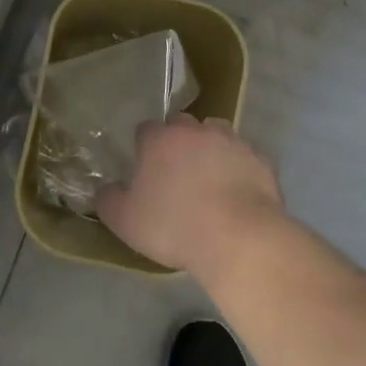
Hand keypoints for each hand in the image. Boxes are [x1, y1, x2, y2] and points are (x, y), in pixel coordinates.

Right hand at [97, 116, 285, 280]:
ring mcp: (232, 141)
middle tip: (177, 174)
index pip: (145, 130)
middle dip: (178, 142)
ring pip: (216, 133)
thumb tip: (105, 189)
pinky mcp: (260, 159)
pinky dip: (239, 168)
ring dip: (210, 148)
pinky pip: (244, 157)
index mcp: (160, 139)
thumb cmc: (174, 226)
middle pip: (182, 125)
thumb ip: (109, 199)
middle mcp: (195, 131)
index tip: (146, 171)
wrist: (240, 239)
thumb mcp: (125, 221)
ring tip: (210, 178)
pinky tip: (238, 192)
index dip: (144, 148)